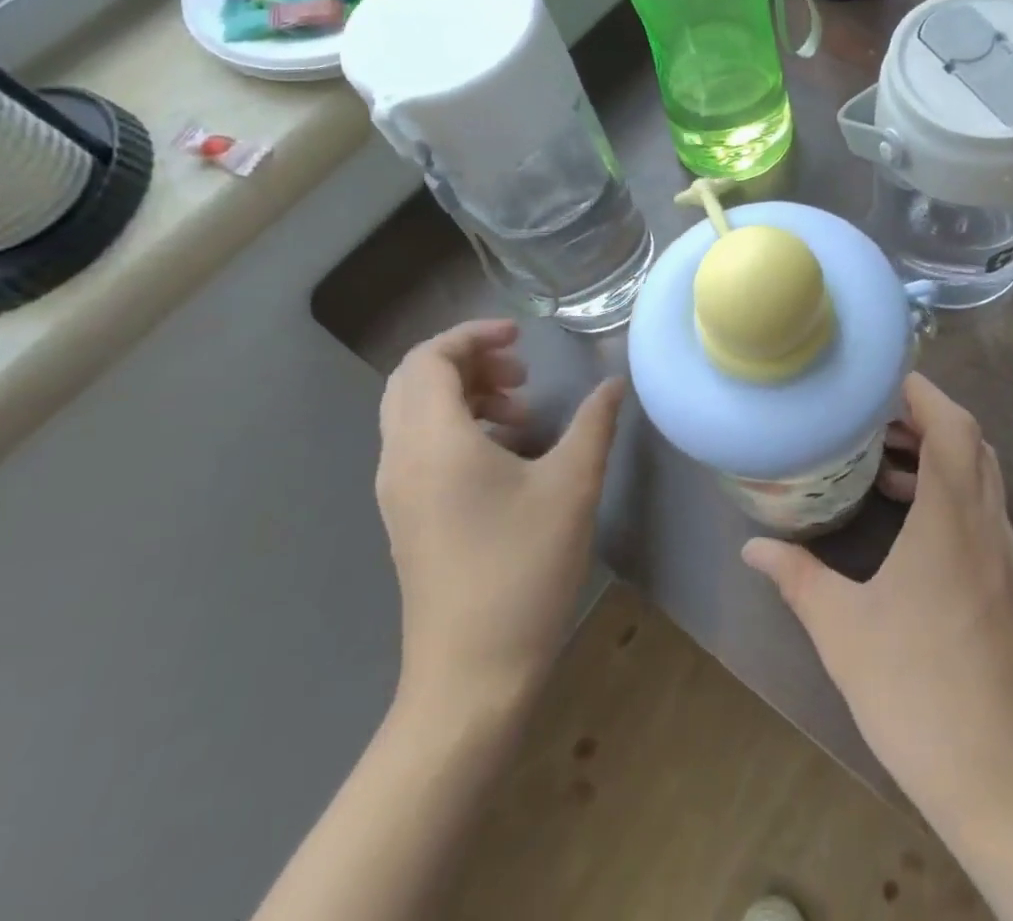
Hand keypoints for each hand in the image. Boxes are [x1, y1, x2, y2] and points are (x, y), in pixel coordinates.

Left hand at [376, 319, 623, 722]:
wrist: (471, 677)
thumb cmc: (522, 569)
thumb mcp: (572, 486)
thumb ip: (594, 423)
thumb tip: (614, 383)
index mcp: (433, 443)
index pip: (429, 359)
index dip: (473, 335)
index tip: (523, 338)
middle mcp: (401, 460)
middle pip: (413, 381)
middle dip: (468, 361)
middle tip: (522, 372)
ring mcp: (399, 493)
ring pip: (414, 414)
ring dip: (464, 394)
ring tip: (523, 412)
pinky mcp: (408, 517)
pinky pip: (420, 446)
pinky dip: (458, 427)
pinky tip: (509, 454)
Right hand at [741, 374, 1012, 831]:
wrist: (1003, 776)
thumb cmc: (918, 690)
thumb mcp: (842, 630)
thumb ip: (797, 578)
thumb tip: (753, 548)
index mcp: (951, 516)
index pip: (952, 425)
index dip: (923, 392)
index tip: (883, 380)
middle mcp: (985, 523)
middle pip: (971, 441)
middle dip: (927, 418)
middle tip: (875, 420)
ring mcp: (1003, 555)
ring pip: (980, 476)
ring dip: (940, 455)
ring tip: (884, 465)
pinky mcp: (1007, 585)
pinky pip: (982, 510)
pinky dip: (951, 492)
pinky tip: (910, 523)